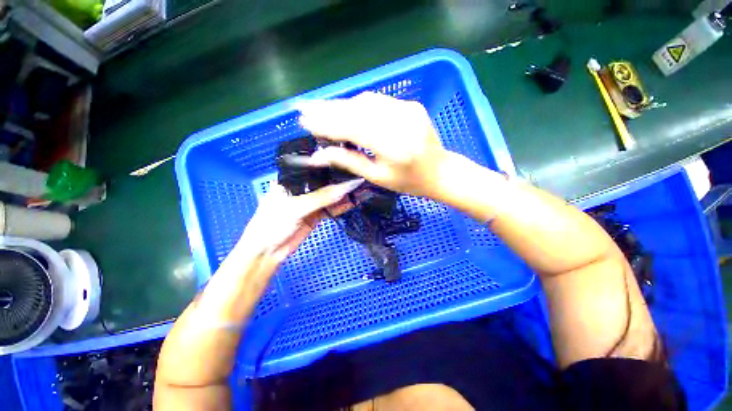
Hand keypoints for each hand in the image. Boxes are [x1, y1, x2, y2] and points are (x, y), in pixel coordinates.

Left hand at [234, 179, 363, 263]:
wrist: (267, 252)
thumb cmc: (273, 223)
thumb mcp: (296, 208)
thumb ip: (321, 198)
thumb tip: (345, 188)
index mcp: (291, 180)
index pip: (314, 170)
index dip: (331, 167)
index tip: (349, 165)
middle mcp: (302, 189)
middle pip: (324, 183)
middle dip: (340, 182)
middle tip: (359, 178)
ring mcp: (310, 202)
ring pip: (330, 196)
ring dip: (343, 194)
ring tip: (360, 189)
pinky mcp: (316, 215)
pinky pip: (331, 208)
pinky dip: (341, 206)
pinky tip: (353, 201)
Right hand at [297, 92, 448, 197]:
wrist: (440, 172)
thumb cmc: (409, 182)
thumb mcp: (378, 177)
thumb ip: (350, 162)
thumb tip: (320, 154)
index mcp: (393, 147)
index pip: (352, 129)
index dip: (326, 125)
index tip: (305, 121)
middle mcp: (401, 123)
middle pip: (357, 110)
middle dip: (328, 109)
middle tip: (305, 108)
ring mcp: (408, 110)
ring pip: (366, 101)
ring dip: (342, 105)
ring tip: (321, 110)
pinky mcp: (411, 105)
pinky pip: (379, 101)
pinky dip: (359, 104)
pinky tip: (346, 109)